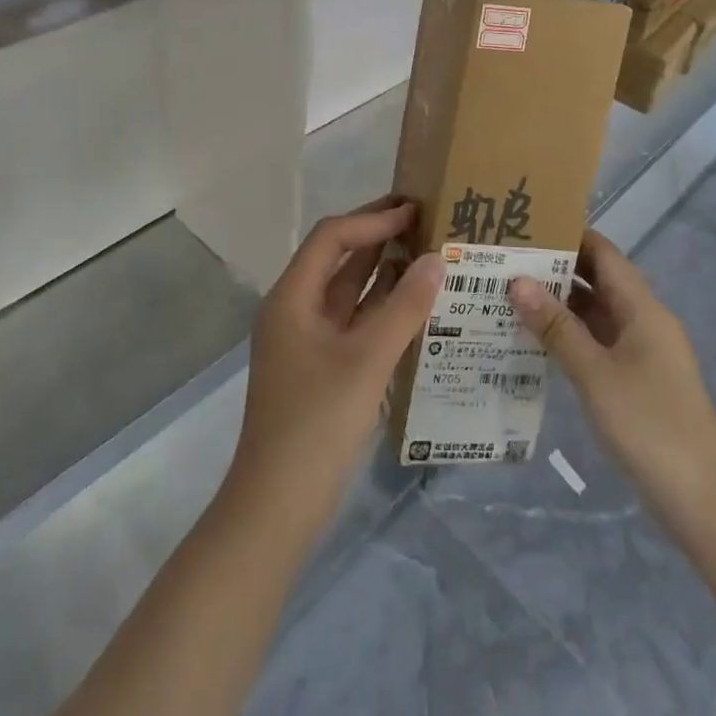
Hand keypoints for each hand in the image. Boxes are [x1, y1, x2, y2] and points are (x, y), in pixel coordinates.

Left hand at [227, 198, 443, 529]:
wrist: (277, 506)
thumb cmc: (317, 423)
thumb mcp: (366, 360)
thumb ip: (404, 308)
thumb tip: (437, 259)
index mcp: (292, 297)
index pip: (332, 238)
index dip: (372, 220)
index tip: (415, 210)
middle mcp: (295, 310)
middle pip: (337, 259)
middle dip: (377, 237)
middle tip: (424, 221)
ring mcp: (306, 340)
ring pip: (347, 291)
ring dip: (382, 271)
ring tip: (427, 254)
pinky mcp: (320, 367)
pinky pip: (353, 322)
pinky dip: (380, 308)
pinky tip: (414, 306)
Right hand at [510, 231, 715, 516]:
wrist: (701, 498)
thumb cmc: (648, 424)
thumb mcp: (594, 373)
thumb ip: (556, 327)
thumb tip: (517, 281)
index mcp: (643, 308)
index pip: (603, 253)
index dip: (569, 235)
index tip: (526, 228)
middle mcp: (645, 320)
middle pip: (599, 280)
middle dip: (557, 268)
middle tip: (507, 261)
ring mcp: (643, 351)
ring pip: (597, 312)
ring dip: (560, 303)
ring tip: (510, 294)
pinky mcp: (638, 379)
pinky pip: (599, 341)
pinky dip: (571, 334)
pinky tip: (537, 340)